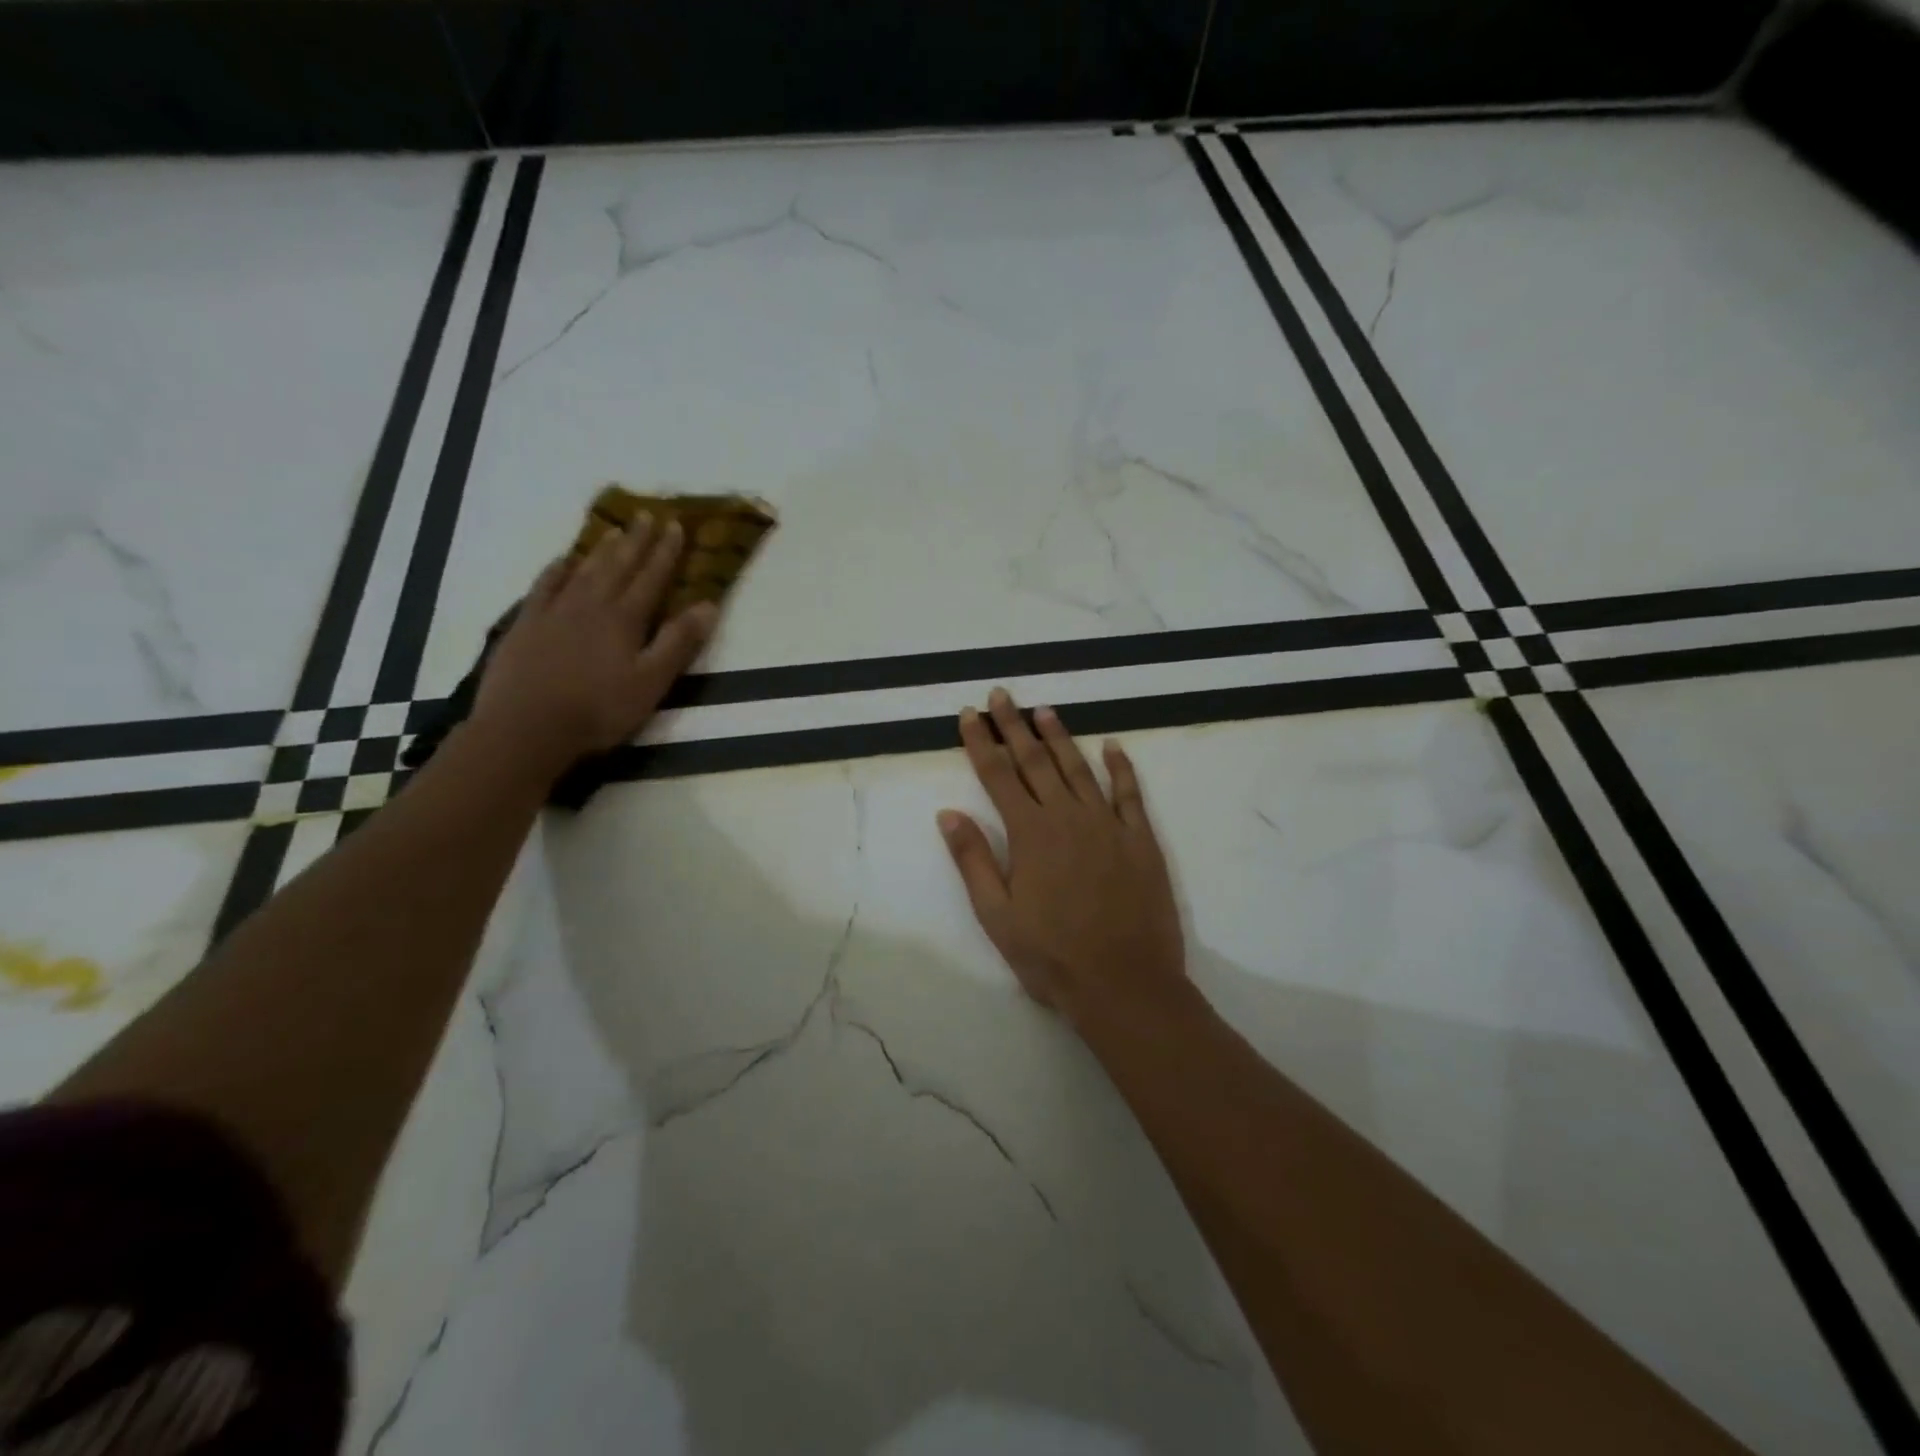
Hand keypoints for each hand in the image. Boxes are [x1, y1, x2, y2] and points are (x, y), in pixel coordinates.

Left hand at [472, 515, 716, 771]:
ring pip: (583, 570)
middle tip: (647, 515)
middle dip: (636, 540)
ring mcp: (554, 611)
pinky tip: (563, 561)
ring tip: (614, 530)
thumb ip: (679, 642)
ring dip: (601, 549)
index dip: (665, 552)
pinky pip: (544, 585)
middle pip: (618, 565)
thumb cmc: (598, 710)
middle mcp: (591, 604)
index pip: (651, 577)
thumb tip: (708, 604)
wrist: (526, 726)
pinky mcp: (526, 624)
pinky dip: (557, 569)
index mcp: (625, 618)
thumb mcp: (651, 682)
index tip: (676, 526)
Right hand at [938, 688, 1186, 1026]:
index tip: (969, 715)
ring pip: (1079, 768)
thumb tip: (948, 813)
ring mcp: (1108, 825)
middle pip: (1035, 761)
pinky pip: (1129, 794)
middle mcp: (1068, 817)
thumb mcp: (997, 915)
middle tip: (1001, 695)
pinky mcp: (1140, 840)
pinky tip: (1113, 747)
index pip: (998, 775)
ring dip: (1059, 737)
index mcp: (1030, 834)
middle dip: (1014, 726)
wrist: (1125, 984)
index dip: (981, 742)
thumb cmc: (1052, 956)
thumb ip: (973, 860)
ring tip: (1044, 710)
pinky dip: (1121, 768)